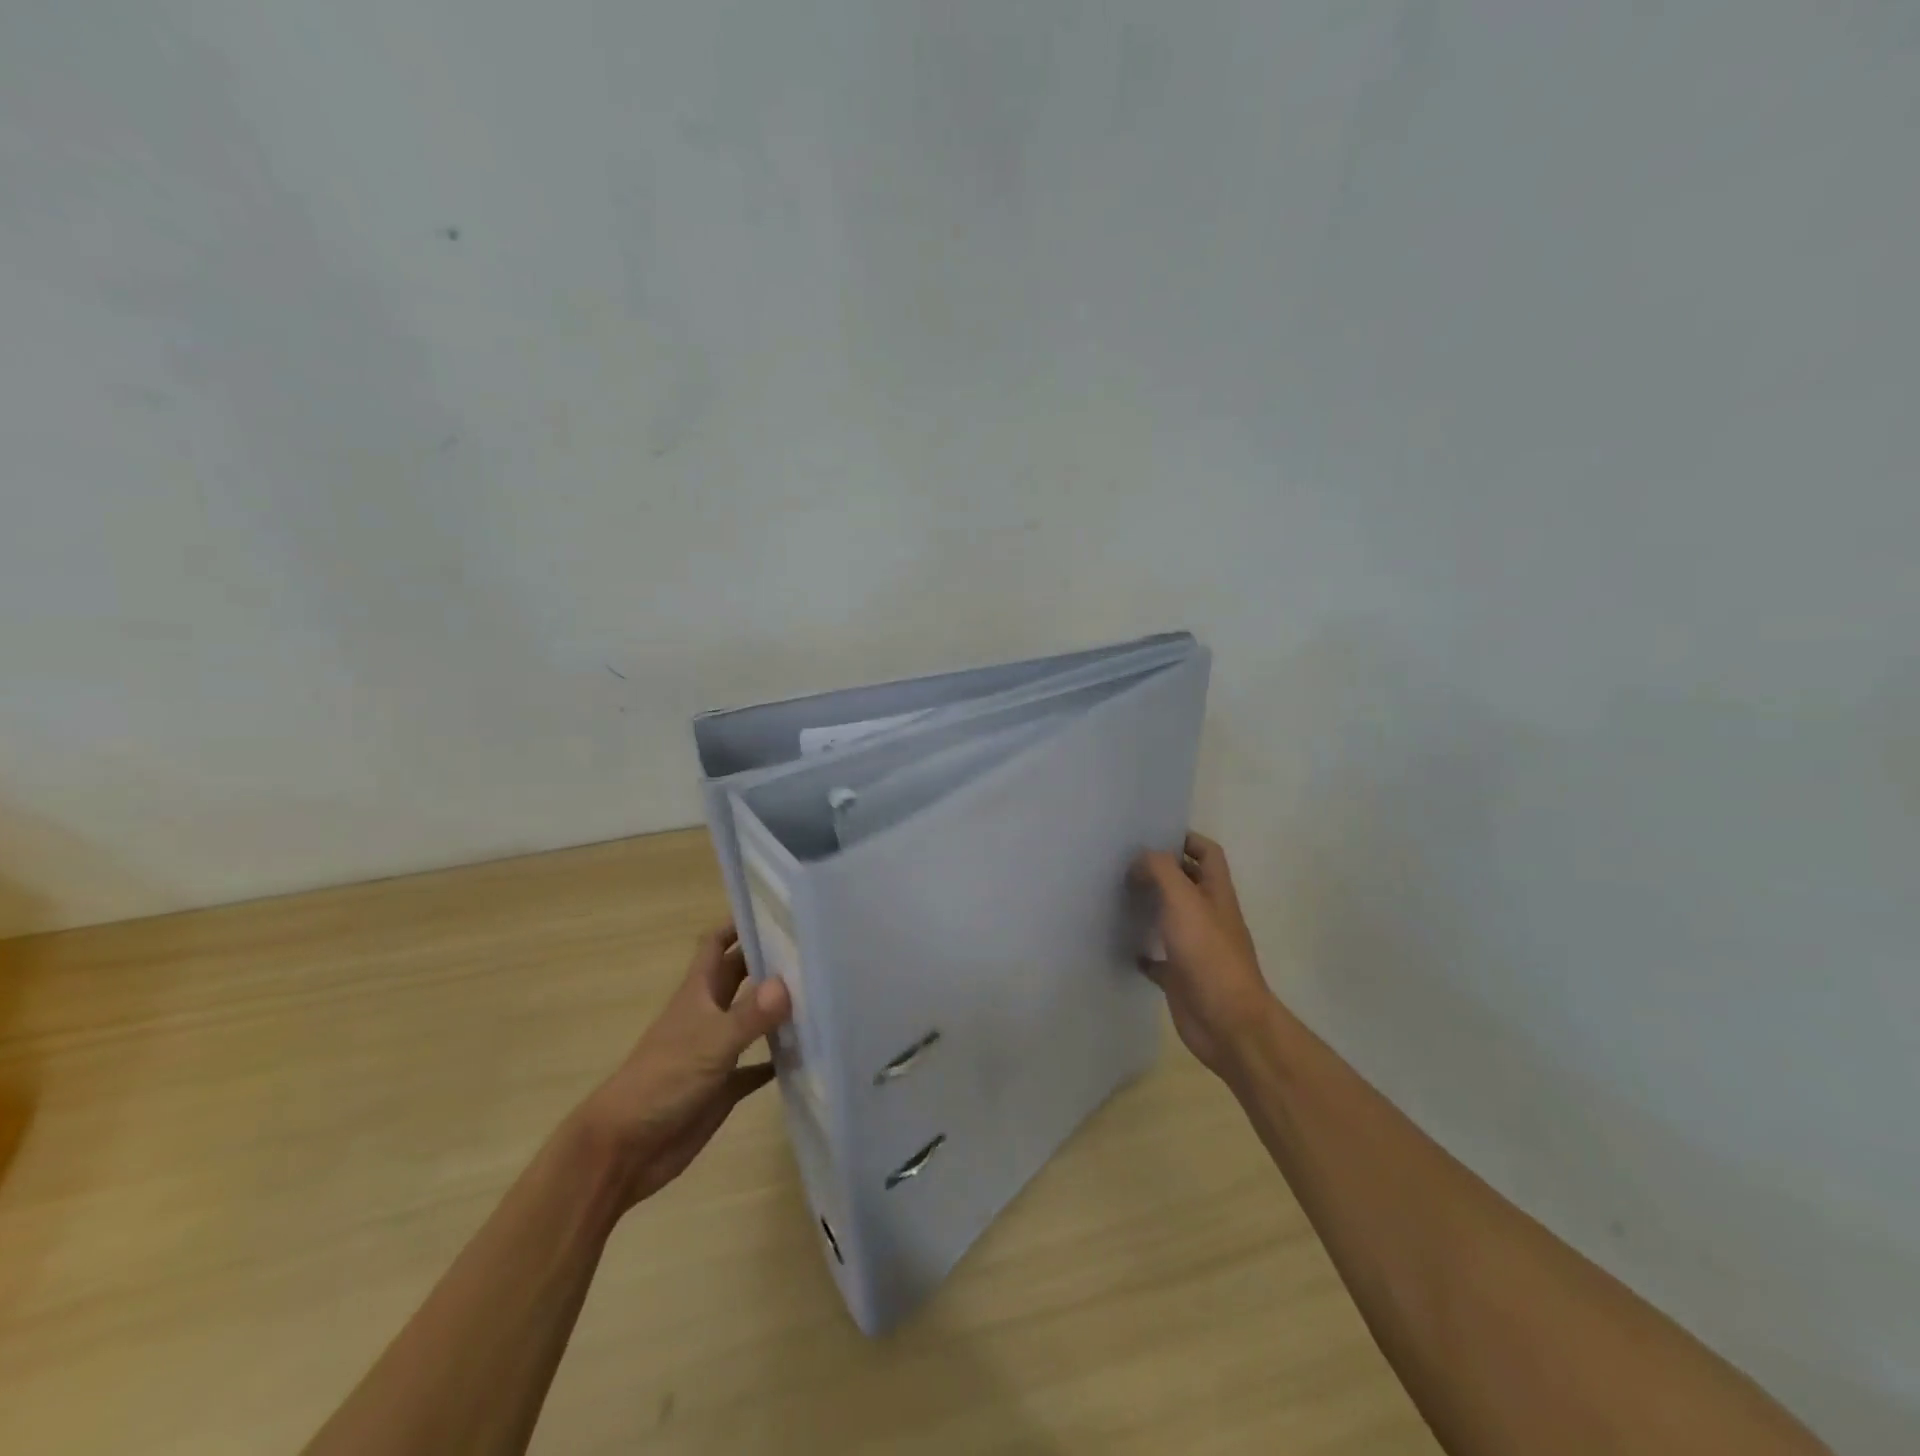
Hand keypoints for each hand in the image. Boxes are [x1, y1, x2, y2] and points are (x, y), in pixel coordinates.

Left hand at [576, 925, 791, 1213]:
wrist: (625, 1149)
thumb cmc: (662, 1082)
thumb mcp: (710, 1043)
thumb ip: (750, 1015)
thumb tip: (788, 983)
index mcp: (698, 993)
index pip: (716, 944)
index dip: (738, 923)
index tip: (775, 907)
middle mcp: (708, 1014)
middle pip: (740, 976)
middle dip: (769, 960)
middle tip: (813, 946)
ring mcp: (716, 1050)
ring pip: (752, 1018)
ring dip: (779, 1008)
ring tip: (822, 991)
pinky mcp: (724, 1086)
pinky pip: (757, 1066)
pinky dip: (778, 1059)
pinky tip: (808, 1053)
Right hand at [1132, 832, 1278, 1079]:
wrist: (1226, 1022)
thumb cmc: (1208, 955)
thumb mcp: (1184, 901)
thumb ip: (1161, 871)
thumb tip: (1139, 859)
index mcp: (1216, 894)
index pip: (1208, 853)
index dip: (1185, 839)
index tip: (1151, 835)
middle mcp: (1208, 916)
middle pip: (1187, 883)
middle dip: (1160, 870)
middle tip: (1122, 862)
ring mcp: (1194, 947)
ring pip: (1170, 917)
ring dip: (1149, 905)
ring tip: (1116, 894)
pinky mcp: (1180, 976)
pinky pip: (1158, 957)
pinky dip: (1142, 950)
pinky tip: (1123, 945)